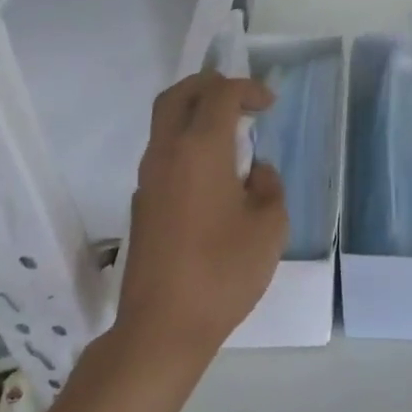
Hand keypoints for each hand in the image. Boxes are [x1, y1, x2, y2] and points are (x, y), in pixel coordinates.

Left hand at [116, 72, 288, 364]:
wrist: (163, 325)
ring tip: (231, 134)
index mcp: (200, 149)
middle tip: (241, 99)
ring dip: (195, 114)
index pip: (220, 95)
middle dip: (211, 86)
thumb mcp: (269, 227)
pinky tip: (212, 174)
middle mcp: (166, 153)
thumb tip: (255, 172)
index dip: (247, 89)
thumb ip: (269, 187)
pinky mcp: (142, 204)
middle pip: (179, 96)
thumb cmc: (223, 272)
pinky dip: (187, 144)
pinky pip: (163, 154)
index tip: (270, 104)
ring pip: (165, 123)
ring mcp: (147, 179)